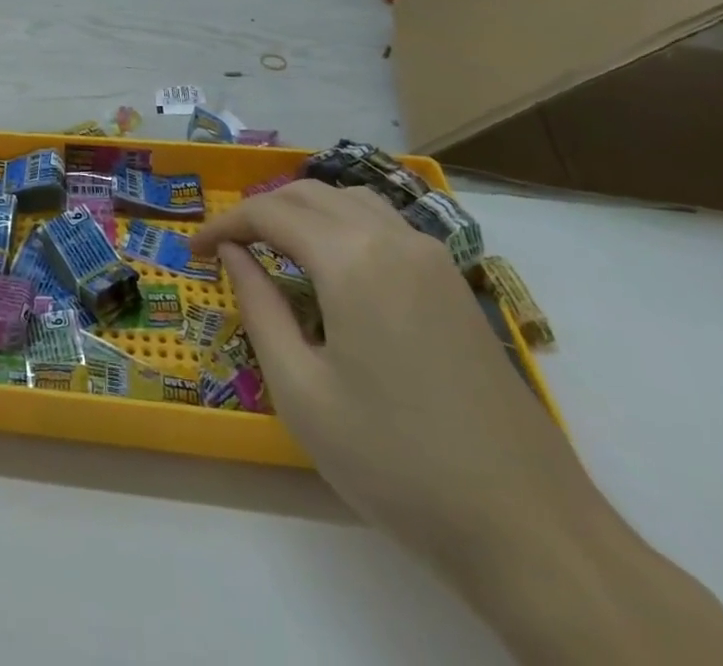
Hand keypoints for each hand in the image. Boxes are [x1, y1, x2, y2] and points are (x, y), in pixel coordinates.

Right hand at [190, 182, 605, 576]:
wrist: (529, 529)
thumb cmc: (396, 462)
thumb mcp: (302, 391)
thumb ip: (258, 307)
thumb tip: (232, 255)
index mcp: (352, 259)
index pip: (269, 213)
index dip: (223, 225)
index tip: (193, 251)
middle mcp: (393, 239)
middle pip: (309, 194)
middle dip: (259, 212)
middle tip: (226, 249)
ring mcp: (432, 258)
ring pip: (350, 200)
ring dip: (302, 211)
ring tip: (272, 248)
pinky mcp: (454, 284)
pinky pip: (384, 225)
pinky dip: (342, 225)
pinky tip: (332, 267)